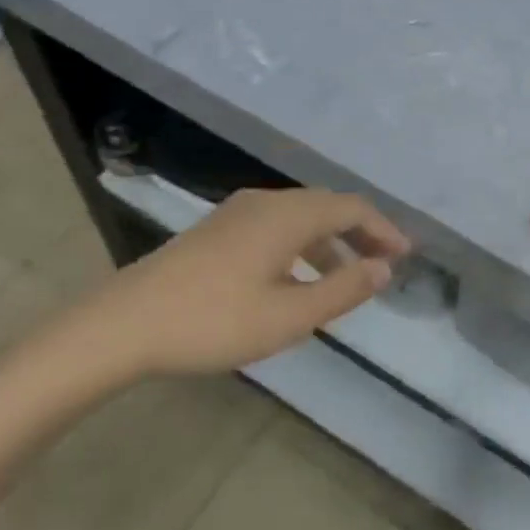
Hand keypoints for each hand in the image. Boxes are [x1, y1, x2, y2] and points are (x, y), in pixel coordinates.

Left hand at [35, 188, 410, 394]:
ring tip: (346, 278)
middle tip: (383, 265)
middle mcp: (264, 203)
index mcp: (287, 216)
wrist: (124, 325)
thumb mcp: (290, 315)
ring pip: (298, 219)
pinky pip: (274, 229)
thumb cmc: (214, 321)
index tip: (405, 256)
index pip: (350, 208)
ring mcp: (235, 215)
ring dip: (329, 243)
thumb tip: (384, 269)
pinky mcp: (215, 232)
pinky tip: (296, 281)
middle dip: (359, 233)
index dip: (383, 230)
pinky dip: (301, 248)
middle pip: (325, 207)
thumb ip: (343, 290)